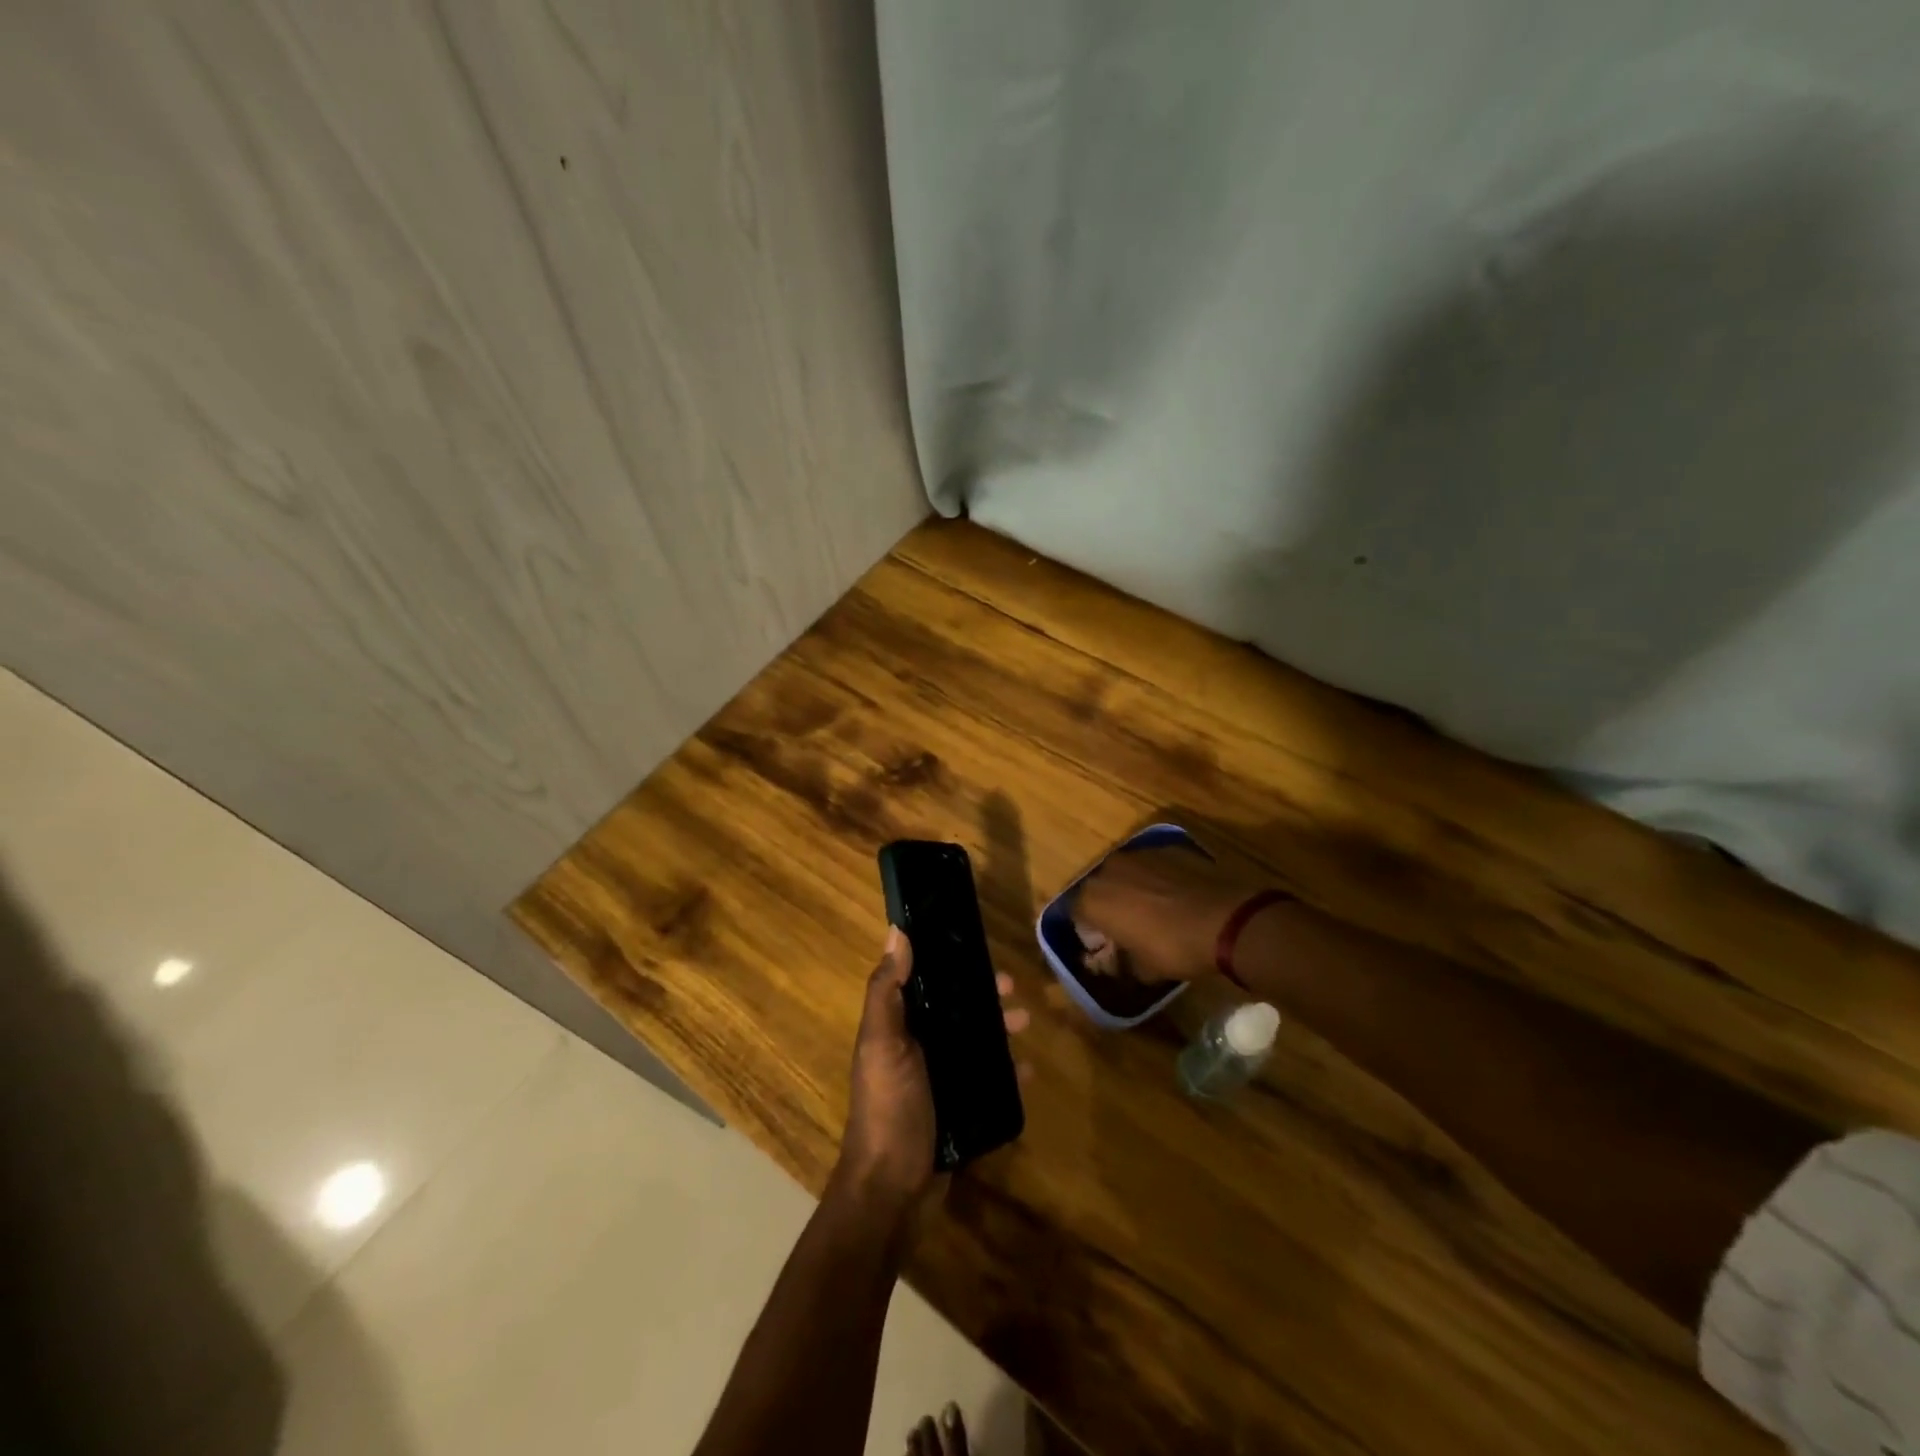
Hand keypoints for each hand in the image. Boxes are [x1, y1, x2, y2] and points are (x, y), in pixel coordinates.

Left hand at [837, 927, 1028, 1210]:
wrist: (892, 1191)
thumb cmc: (888, 1108)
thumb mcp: (882, 1044)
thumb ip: (886, 990)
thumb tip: (896, 931)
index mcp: (896, 1027)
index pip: (924, 982)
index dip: (948, 963)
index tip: (977, 947)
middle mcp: (916, 1047)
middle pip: (955, 1010)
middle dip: (983, 996)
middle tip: (1013, 989)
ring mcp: (938, 1080)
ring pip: (974, 1042)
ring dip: (999, 1029)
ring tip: (1026, 1024)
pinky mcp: (958, 1109)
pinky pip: (987, 1080)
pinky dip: (1006, 1072)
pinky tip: (1029, 1070)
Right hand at [1071, 840, 1270, 983]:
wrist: (1225, 919)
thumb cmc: (1174, 948)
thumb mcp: (1143, 970)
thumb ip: (1121, 964)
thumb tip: (1117, 963)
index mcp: (1093, 899)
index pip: (1075, 912)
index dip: (1089, 929)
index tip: (1105, 943)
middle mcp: (1109, 868)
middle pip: (1099, 887)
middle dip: (1108, 903)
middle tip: (1128, 925)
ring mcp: (1139, 853)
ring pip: (1126, 872)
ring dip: (1132, 887)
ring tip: (1154, 908)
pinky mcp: (1168, 847)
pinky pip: (1153, 864)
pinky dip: (1158, 877)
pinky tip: (1177, 895)